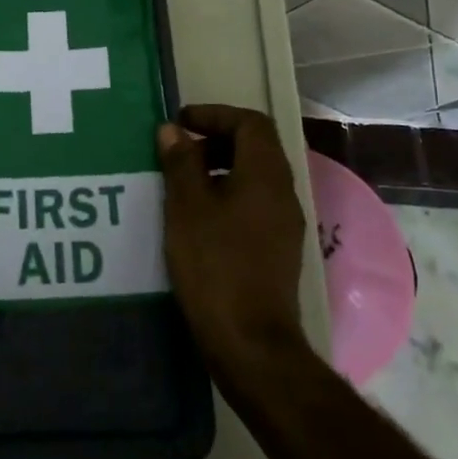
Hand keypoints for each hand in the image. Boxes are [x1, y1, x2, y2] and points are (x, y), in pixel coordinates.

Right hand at [158, 105, 308, 378]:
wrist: (251, 343)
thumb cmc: (215, 265)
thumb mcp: (187, 208)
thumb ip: (180, 163)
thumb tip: (173, 130)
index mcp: (266, 174)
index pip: (250, 123)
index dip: (215, 114)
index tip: (182, 122)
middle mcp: (282, 193)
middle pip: (256, 147)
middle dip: (216, 140)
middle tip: (179, 149)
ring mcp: (284, 223)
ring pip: (254, 177)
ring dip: (219, 168)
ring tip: (181, 182)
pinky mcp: (277, 250)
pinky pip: (253, 204)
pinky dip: (226, 195)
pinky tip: (196, 218)